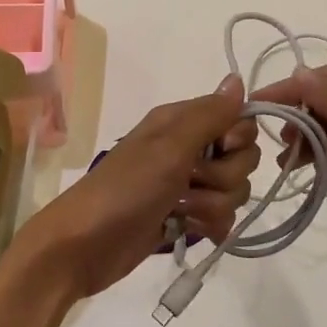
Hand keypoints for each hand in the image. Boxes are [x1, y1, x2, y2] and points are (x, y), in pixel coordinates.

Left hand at [8, 75, 261, 301]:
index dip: (238, 138)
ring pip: (234, 190)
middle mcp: (188, 149)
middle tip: (191, 183)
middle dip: (225, 177)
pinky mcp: (186, 216)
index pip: (238, 119)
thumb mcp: (169, 148)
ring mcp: (187, 185)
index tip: (221, 149)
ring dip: (213, 204)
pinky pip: (222, 216)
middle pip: (242, 158)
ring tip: (181, 211)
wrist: (84, 247)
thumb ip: (209, 116)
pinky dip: (211, 225)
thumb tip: (238, 79)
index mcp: (181, 123)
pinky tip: (190, 229)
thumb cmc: (125, 190)